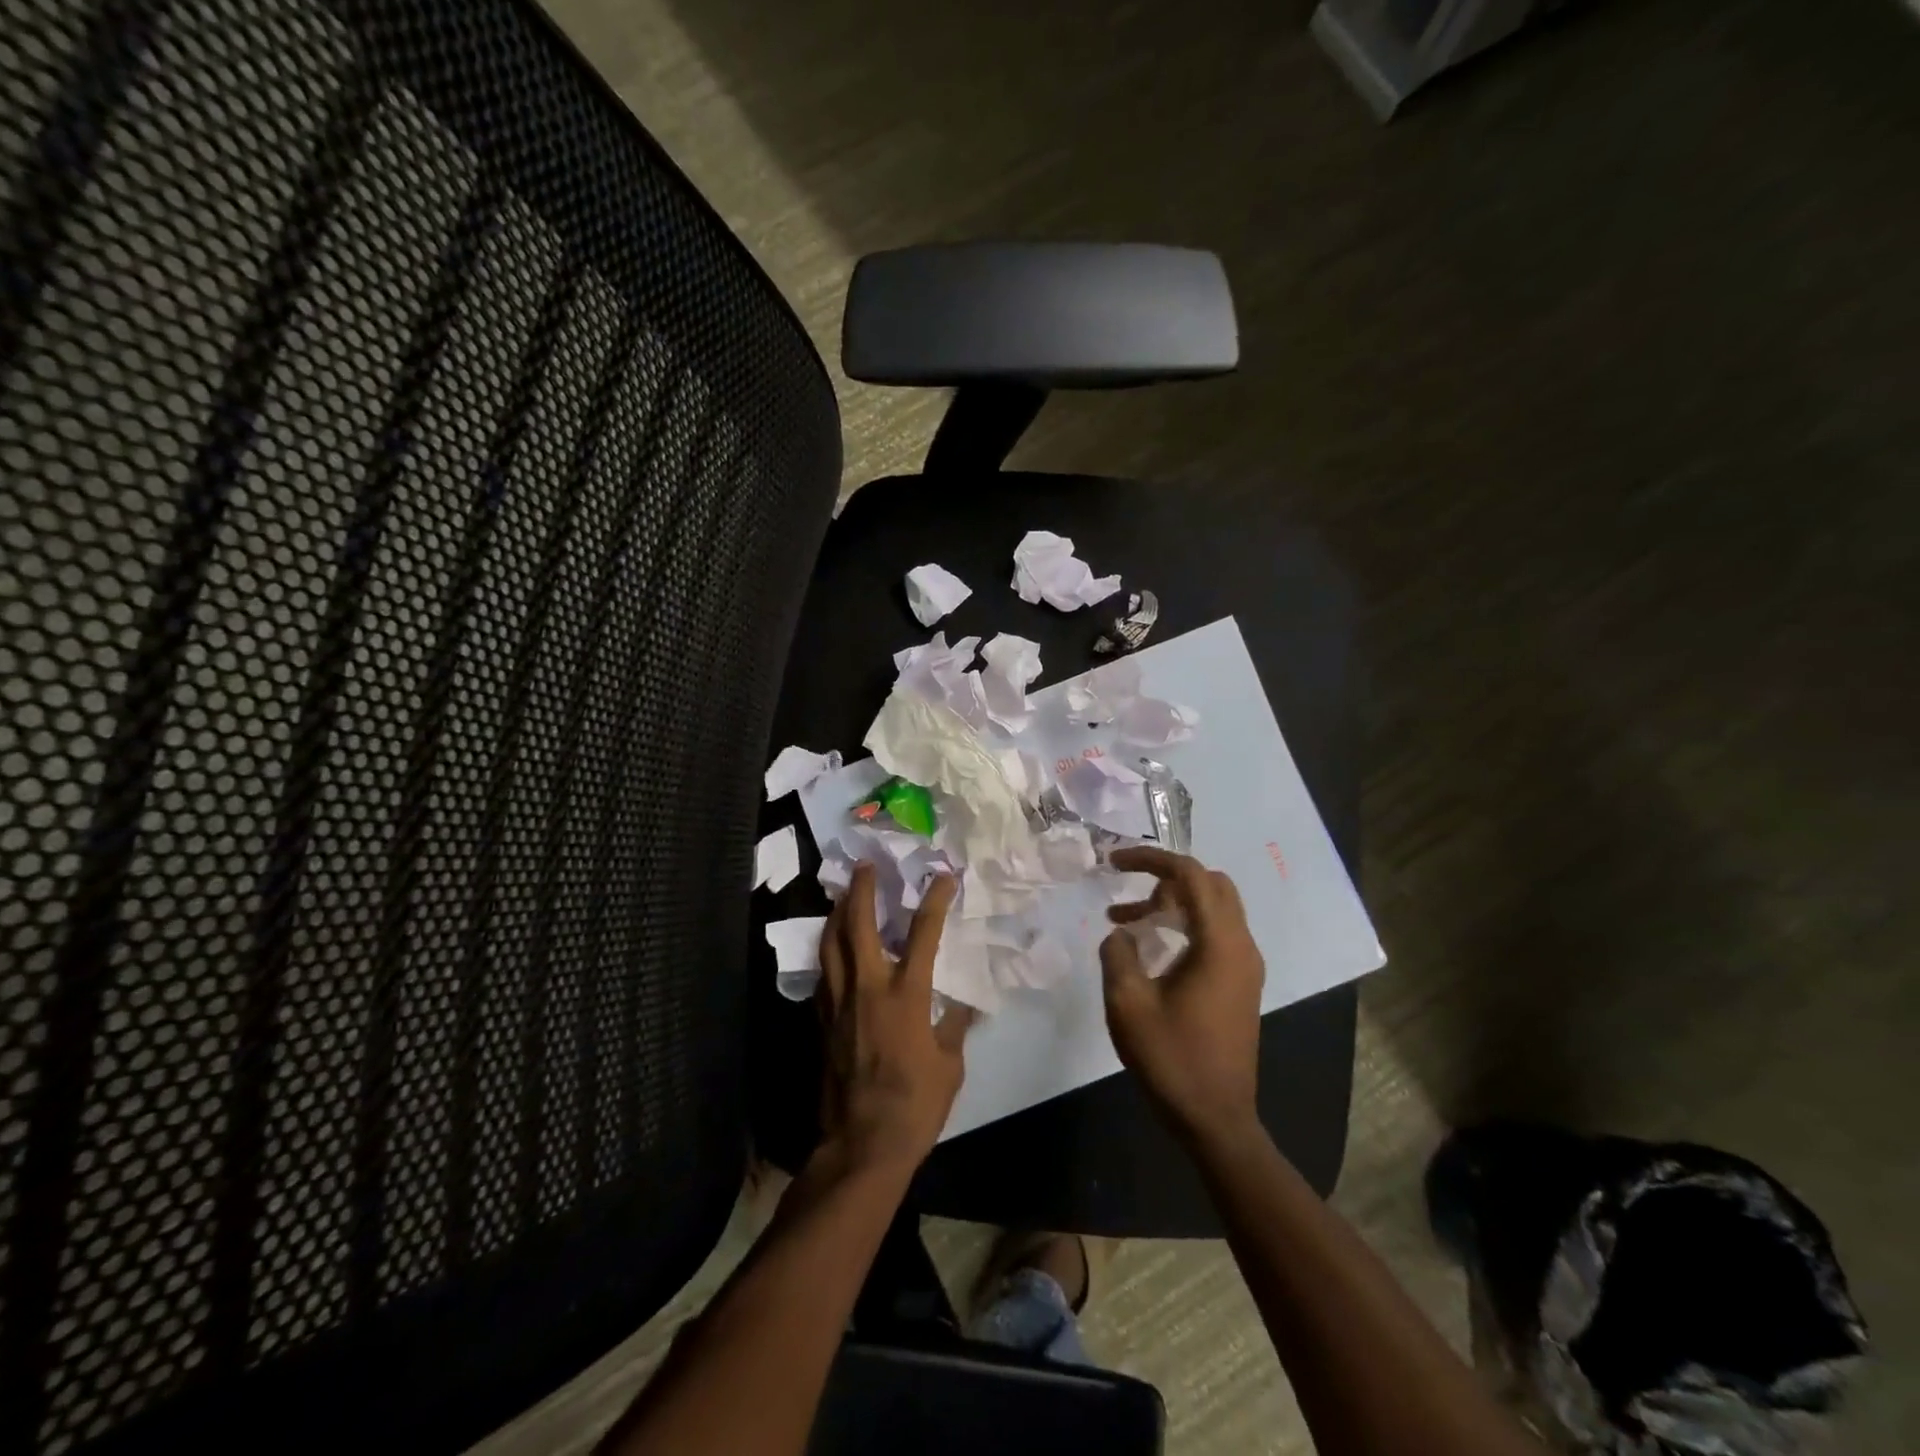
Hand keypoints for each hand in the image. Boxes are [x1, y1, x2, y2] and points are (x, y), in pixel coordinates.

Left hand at [815, 864, 971, 1175]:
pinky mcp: (822, 1021)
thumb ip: (954, 1026)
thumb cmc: (916, 1105)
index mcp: (906, 996)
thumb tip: (965, 1003)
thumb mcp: (950, 1065)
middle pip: (857, 926)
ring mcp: (839, 1003)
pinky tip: (833, 948)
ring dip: (837, 914)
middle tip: (865, 866)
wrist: (862, 1144)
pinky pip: (823, 974)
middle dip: (862, 890)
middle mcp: (868, 988)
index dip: (934, 901)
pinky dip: (828, 951)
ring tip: (843, 895)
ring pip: (830, 944)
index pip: (923, 934)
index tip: (943, 877)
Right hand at [1101, 847, 1263, 1140]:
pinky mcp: (1241, 984)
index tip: (1114, 863)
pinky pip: (1216, 933)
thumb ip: (1118, 954)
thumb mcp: (1128, 1004)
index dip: (1151, 859)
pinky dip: (1184, 925)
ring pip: (1213, 908)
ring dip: (1172, 903)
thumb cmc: (1172, 1059)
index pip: (1191, 875)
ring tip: (1125, 921)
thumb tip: (1121, 932)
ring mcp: (1246, 966)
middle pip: (1210, 884)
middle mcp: (1241, 946)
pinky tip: (1151, 948)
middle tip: (1127, 887)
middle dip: (1165, 876)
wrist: (1216, 1120)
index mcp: (1219, 943)